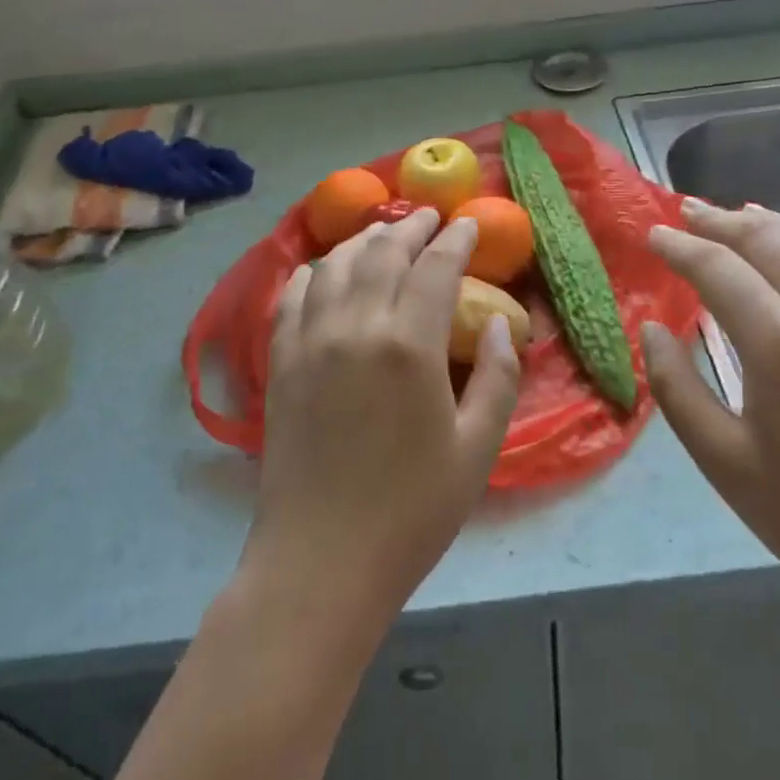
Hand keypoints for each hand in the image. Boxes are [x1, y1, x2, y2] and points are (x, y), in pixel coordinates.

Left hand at [239, 208, 521, 641]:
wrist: (321, 562)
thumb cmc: (412, 511)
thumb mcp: (477, 448)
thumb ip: (498, 376)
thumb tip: (499, 320)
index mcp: (409, 345)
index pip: (435, 267)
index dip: (455, 240)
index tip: (468, 225)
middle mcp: (356, 326)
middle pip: (384, 252)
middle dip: (410, 227)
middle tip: (428, 218)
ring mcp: (311, 340)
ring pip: (337, 264)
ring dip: (365, 240)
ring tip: (383, 234)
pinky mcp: (281, 360)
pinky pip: (294, 295)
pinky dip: (314, 271)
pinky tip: (325, 270)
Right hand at [642, 201, 779, 637]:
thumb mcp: (723, 461)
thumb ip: (677, 386)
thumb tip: (653, 328)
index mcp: (779, 340)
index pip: (715, 267)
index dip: (678, 246)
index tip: (652, 234)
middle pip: (768, 240)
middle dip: (722, 220)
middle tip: (688, 210)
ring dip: (778, 224)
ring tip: (746, 213)